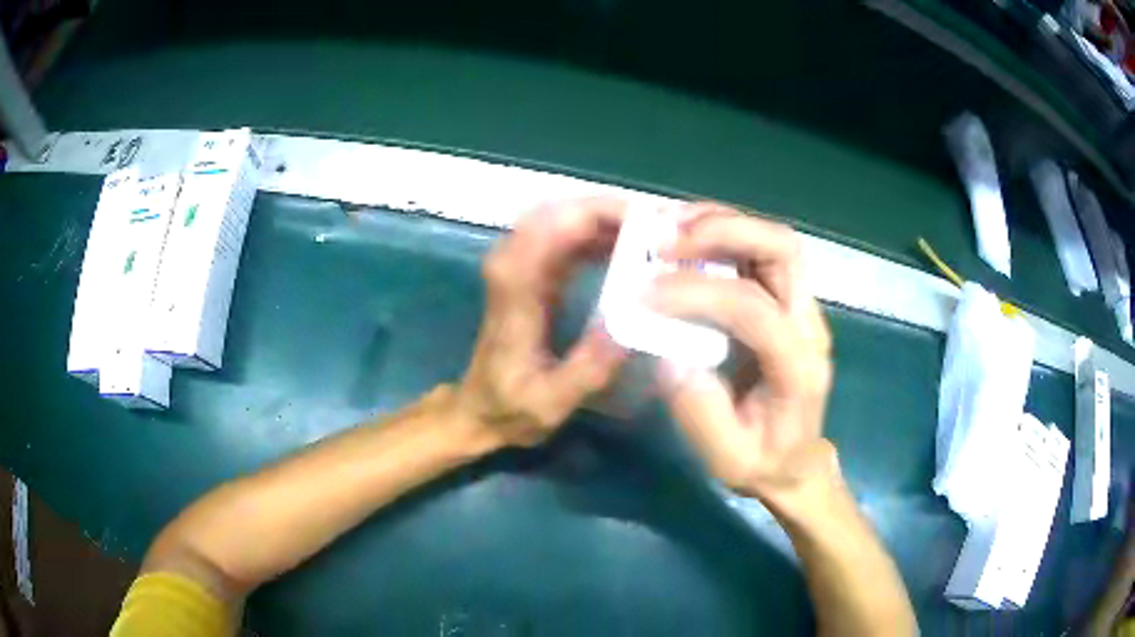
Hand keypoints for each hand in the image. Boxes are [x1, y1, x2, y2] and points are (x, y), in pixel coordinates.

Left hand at [455, 198, 628, 448]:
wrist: (477, 410)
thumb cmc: (510, 408)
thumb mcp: (552, 402)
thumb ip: (589, 367)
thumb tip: (635, 322)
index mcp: (516, 292)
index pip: (551, 228)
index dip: (597, 214)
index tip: (646, 222)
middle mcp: (512, 268)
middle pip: (557, 212)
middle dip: (607, 210)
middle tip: (657, 226)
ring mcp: (519, 268)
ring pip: (561, 219)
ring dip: (604, 220)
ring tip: (652, 236)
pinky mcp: (530, 275)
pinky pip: (564, 238)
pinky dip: (596, 235)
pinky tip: (628, 249)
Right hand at [648, 203, 834, 502]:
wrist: (797, 461)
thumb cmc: (764, 463)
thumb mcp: (727, 460)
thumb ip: (701, 413)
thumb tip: (671, 355)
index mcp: (797, 368)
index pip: (755, 310)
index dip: (698, 294)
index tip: (646, 295)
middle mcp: (809, 325)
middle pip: (781, 250)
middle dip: (722, 233)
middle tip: (665, 243)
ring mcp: (803, 308)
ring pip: (774, 241)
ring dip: (722, 224)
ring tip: (671, 230)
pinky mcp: (788, 302)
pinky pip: (761, 252)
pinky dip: (723, 235)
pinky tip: (688, 241)